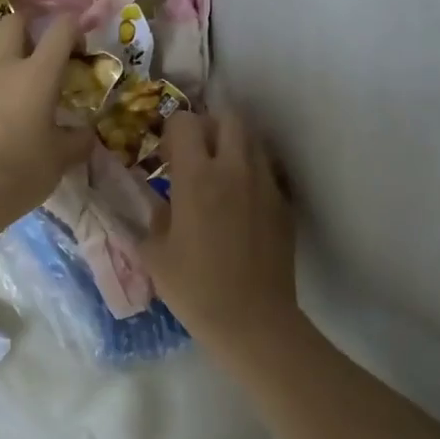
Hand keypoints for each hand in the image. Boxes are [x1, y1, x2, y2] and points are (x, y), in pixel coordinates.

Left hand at [0, 11, 93, 226]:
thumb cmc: (23, 171)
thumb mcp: (62, 158)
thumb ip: (78, 140)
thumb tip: (86, 133)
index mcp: (38, 75)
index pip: (60, 28)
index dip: (73, 26)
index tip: (77, 44)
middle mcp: (3, 68)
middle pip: (13, 23)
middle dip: (28, 26)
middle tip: (37, 46)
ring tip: (7, 83)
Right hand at [142, 110, 298, 346]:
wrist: (252, 320)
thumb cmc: (194, 288)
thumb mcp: (155, 254)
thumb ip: (155, 218)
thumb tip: (163, 204)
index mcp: (197, 177)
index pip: (186, 123)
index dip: (172, 130)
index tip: (166, 153)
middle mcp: (235, 170)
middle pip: (229, 118)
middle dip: (209, 125)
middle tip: (196, 153)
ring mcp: (266, 185)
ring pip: (253, 141)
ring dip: (234, 146)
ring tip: (220, 174)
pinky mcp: (285, 205)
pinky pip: (268, 172)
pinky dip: (252, 173)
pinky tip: (240, 203)